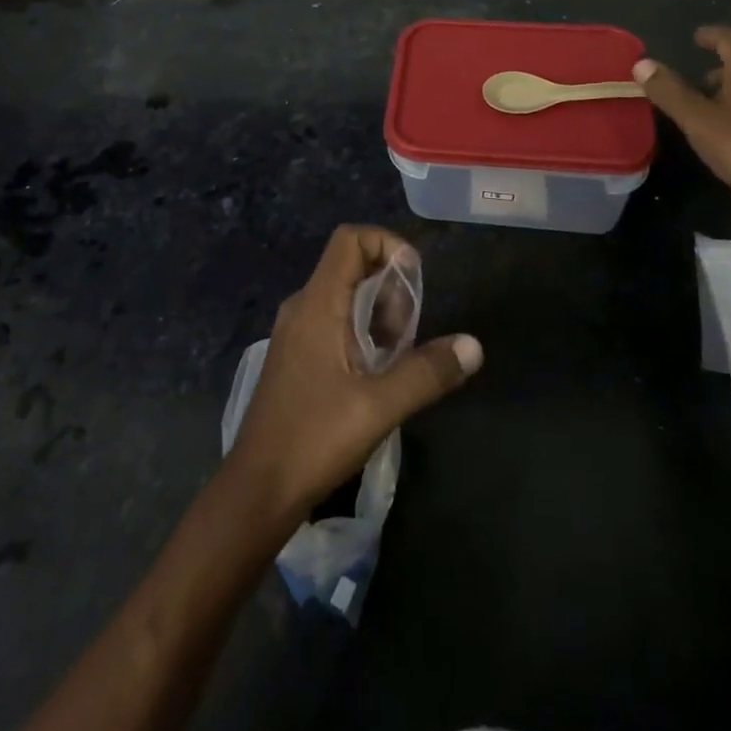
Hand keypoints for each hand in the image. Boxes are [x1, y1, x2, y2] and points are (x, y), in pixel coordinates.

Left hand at [225, 225, 482, 523]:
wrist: (256, 491)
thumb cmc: (314, 440)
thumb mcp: (378, 408)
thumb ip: (427, 372)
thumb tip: (473, 345)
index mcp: (316, 304)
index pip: (350, 239)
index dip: (387, 244)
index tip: (414, 281)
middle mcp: (302, 306)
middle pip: (351, 265)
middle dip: (390, 286)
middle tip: (409, 332)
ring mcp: (295, 332)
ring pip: (344, 295)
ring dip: (378, 312)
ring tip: (398, 355)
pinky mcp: (296, 356)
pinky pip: (333, 320)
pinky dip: (361, 330)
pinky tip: (376, 372)